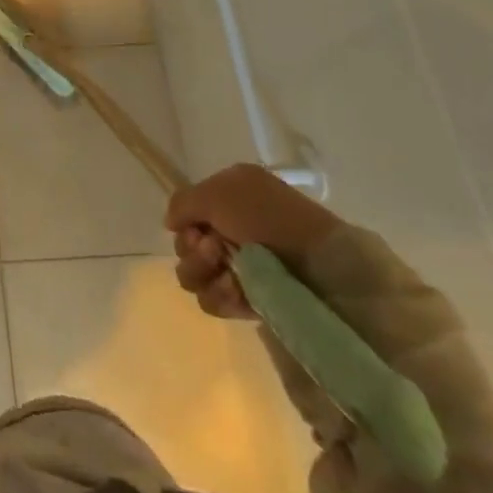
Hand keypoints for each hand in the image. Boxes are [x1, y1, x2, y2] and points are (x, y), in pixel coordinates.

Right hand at [166, 163, 341, 318]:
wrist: (321, 267)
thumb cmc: (269, 218)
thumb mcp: (219, 192)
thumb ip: (183, 202)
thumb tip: (171, 223)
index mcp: (229, 199)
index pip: (187, 215)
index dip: (186, 224)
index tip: (196, 228)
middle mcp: (232, 230)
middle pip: (186, 246)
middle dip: (193, 251)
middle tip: (214, 250)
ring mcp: (242, 268)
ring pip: (194, 275)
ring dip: (203, 273)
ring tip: (229, 274)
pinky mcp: (250, 301)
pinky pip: (214, 301)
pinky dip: (220, 296)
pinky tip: (238, 292)